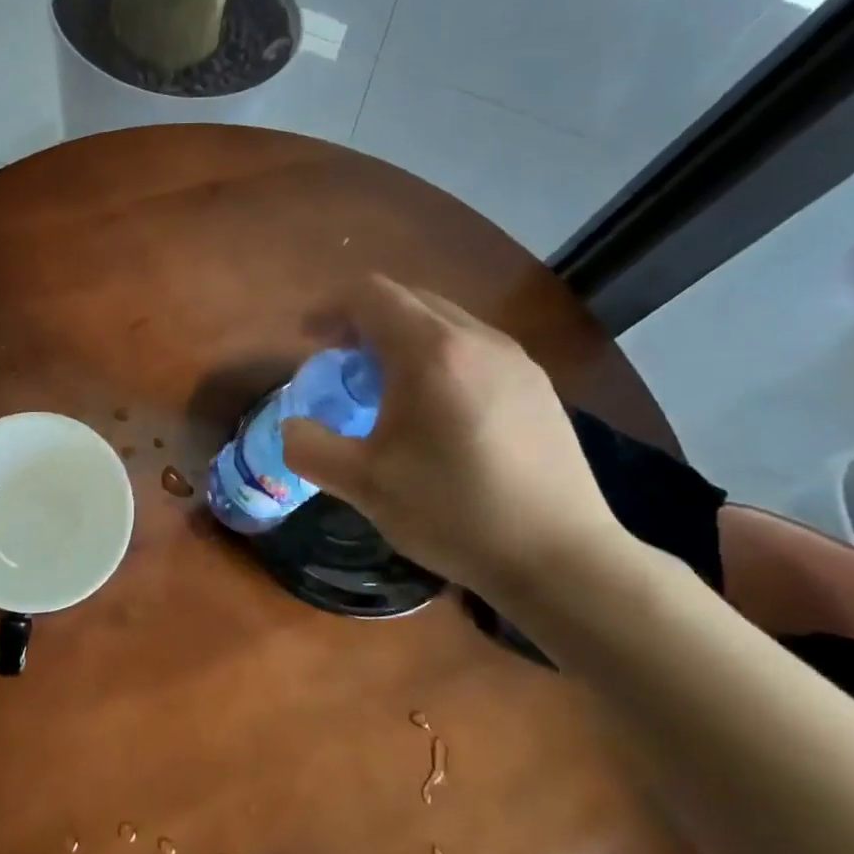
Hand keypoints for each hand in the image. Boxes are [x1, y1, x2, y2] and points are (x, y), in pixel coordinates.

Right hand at [282, 276, 627, 596]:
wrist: (561, 558)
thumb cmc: (454, 513)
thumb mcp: (363, 485)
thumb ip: (309, 447)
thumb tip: (292, 427)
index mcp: (431, 352)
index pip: (370, 295)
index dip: (330, 309)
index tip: (309, 342)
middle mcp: (478, 339)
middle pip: (408, 299)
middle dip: (364, 321)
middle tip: (341, 364)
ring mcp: (516, 360)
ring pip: (444, 322)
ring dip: (403, 339)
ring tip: (386, 389)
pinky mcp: (538, 385)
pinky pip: (474, 347)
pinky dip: (439, 357)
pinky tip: (438, 411)